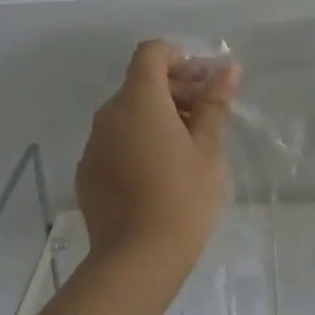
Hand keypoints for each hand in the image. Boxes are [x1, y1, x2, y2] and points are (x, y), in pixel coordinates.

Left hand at [76, 41, 238, 281]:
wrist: (136, 262)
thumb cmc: (181, 197)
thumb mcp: (208, 147)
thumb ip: (214, 103)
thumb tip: (227, 69)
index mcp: (139, 100)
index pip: (151, 53)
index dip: (179, 58)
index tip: (203, 82)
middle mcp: (109, 114)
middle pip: (140, 82)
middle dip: (175, 89)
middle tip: (207, 114)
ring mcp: (93, 144)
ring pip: (127, 112)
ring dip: (157, 115)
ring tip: (188, 145)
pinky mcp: (87, 172)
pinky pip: (115, 140)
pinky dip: (137, 140)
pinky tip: (160, 170)